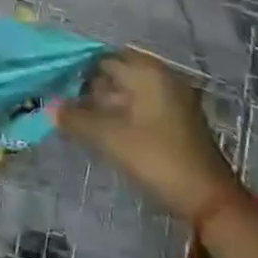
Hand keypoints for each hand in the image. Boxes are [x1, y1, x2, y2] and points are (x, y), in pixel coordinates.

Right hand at [56, 48, 239, 216]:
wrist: (209, 201)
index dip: (76, 65)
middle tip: (58, 98)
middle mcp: (161, 77)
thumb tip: (48, 107)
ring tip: (73, 115)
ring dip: (101, 101)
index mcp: (147, 72)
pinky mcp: (174, 120)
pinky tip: (99, 128)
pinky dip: (118, 112)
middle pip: (115, 72)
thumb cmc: (158, 158)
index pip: (103, 56)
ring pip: (126, 91)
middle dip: (87, 85)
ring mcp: (171, 99)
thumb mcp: (110, 138)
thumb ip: (76, 119)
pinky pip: (138, 106)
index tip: (52, 78)